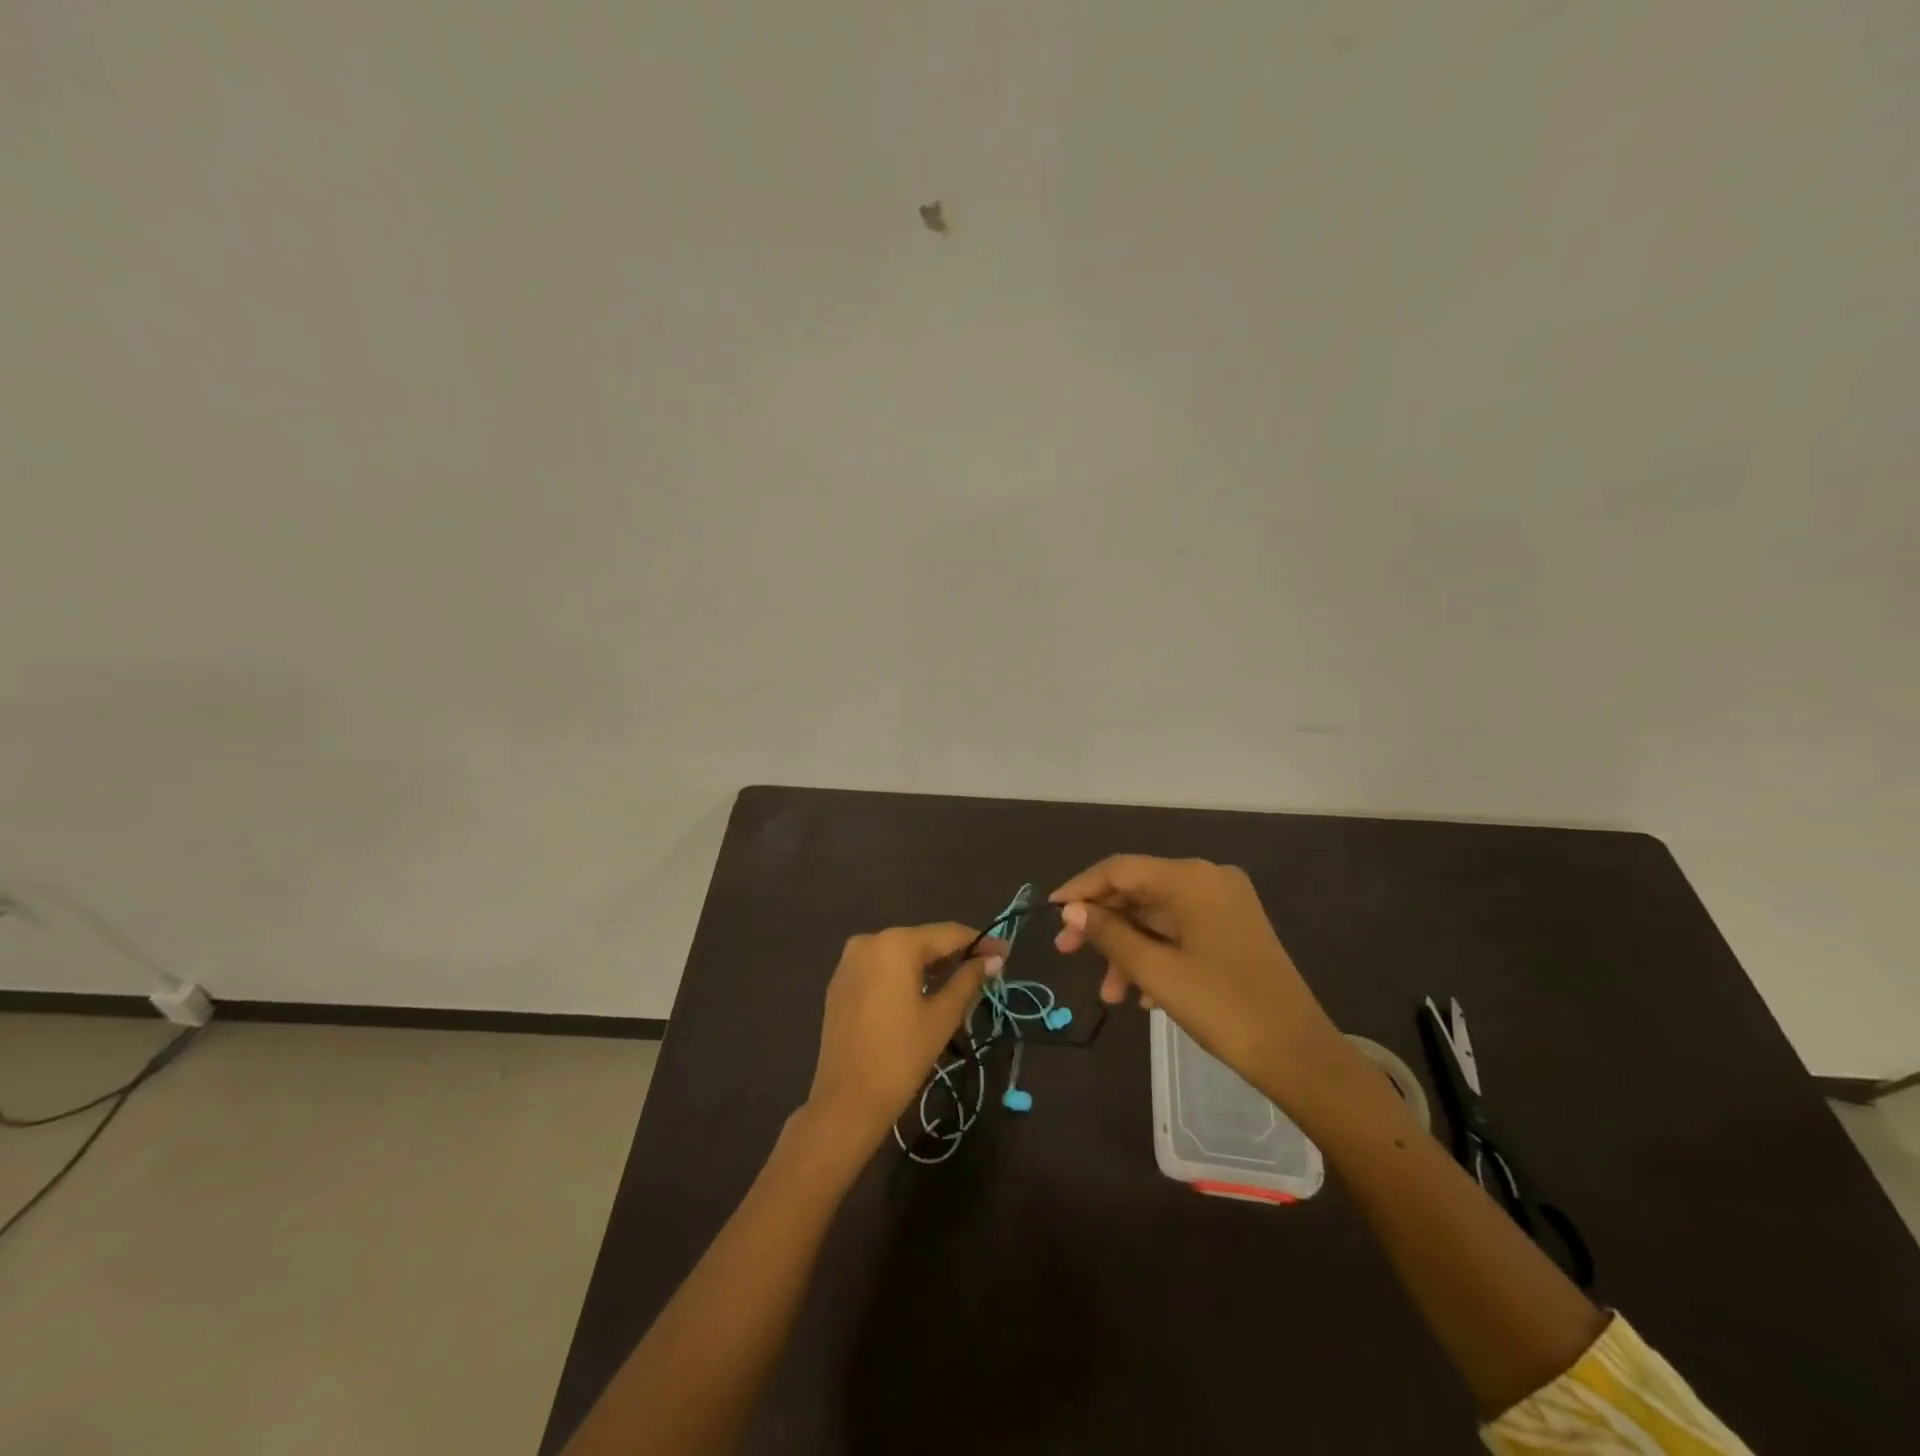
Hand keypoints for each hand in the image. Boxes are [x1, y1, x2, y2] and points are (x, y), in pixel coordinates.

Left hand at [807, 923, 1004, 1149]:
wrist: (846, 1100)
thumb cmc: (901, 1056)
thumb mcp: (942, 1016)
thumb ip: (969, 979)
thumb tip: (994, 959)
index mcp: (896, 943)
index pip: (948, 934)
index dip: (980, 942)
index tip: (1005, 952)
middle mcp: (870, 940)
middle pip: (923, 941)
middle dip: (955, 954)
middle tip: (986, 971)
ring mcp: (850, 960)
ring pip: (901, 954)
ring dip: (930, 965)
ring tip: (960, 982)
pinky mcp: (840, 981)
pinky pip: (881, 967)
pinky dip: (904, 975)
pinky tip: (922, 992)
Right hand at [1051, 856, 1358, 1115]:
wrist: (1299, 1055)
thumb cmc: (1223, 1007)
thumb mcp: (1157, 972)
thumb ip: (1109, 934)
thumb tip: (1072, 910)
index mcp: (1192, 879)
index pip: (1121, 869)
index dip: (1081, 889)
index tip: (1050, 912)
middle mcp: (1209, 880)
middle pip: (1139, 891)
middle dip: (1102, 924)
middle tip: (1067, 952)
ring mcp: (1225, 905)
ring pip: (1157, 916)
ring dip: (1128, 949)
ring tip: (1109, 994)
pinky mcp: (1233, 930)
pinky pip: (1180, 931)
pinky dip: (1155, 955)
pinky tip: (1141, 995)